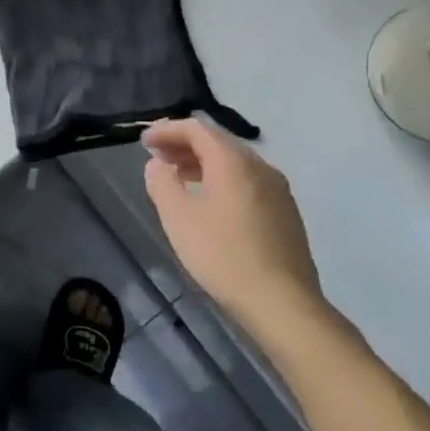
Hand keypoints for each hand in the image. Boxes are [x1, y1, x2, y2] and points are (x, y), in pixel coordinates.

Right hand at [142, 118, 321, 325]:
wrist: (281, 301)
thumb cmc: (222, 254)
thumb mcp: (178, 217)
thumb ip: (162, 183)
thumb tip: (157, 164)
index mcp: (233, 161)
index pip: (197, 129)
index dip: (167, 130)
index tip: (144, 141)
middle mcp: (260, 167)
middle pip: (218, 143)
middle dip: (184, 145)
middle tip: (157, 157)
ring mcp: (278, 190)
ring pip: (235, 164)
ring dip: (203, 164)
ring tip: (179, 178)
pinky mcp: (285, 213)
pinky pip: (248, 182)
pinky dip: (222, 180)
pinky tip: (210, 203)